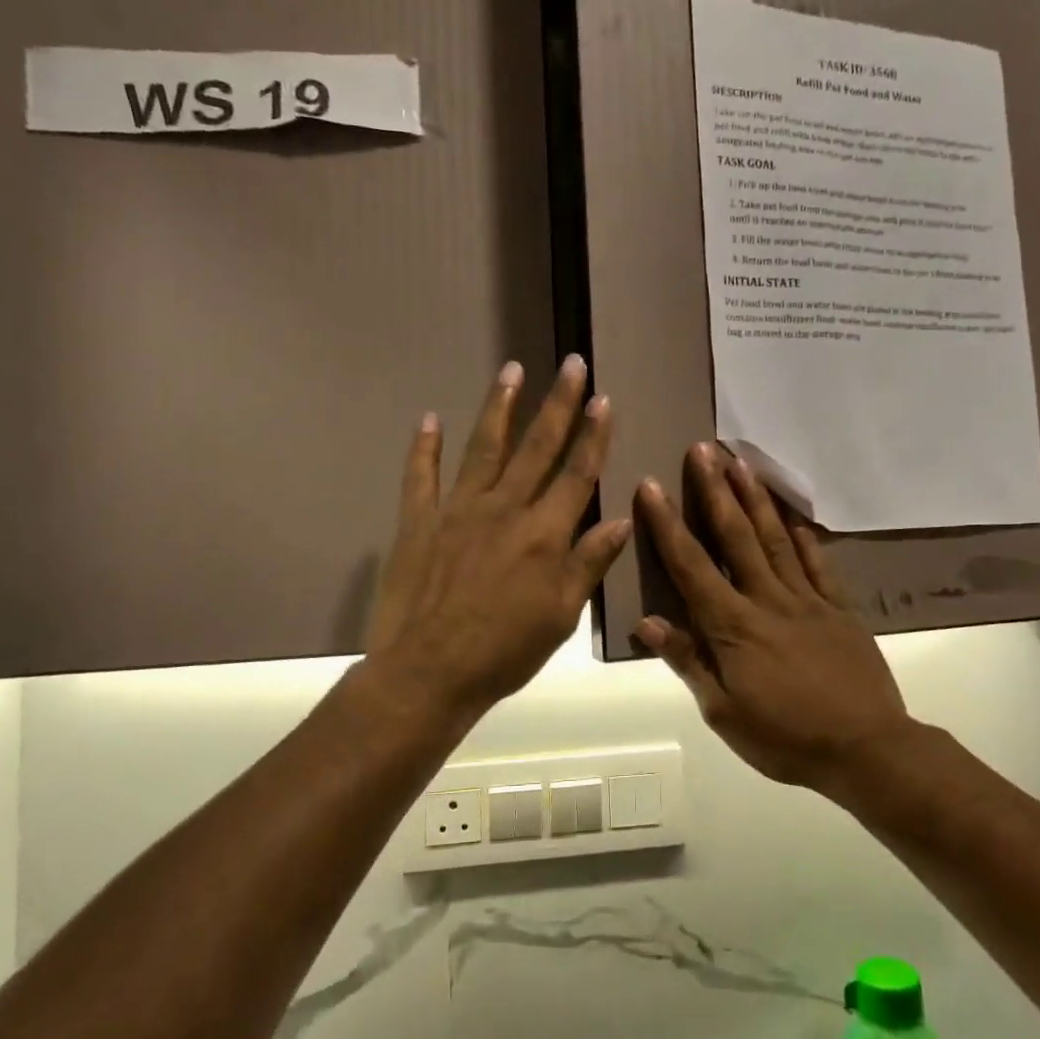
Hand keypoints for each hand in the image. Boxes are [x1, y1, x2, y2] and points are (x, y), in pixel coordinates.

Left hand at [367, 357, 631, 719]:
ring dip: (499, 406)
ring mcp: (457, 511)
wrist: (428, 673)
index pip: (577, 473)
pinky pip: (420, 476)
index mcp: (544, 534)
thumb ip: (589, 563)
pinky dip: (424, 447)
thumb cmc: (504, 652)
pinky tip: (429, 418)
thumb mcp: (561, 616)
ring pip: (484, 448)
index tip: (604, 400)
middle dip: (558, 403)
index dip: (593, 435)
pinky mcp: (418, 522)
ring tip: (511, 369)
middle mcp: (504, 509)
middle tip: (571, 364)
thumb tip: (621, 519)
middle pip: (537, 447)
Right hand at [633, 444, 912, 792]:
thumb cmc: (785, 738)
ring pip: (776, 538)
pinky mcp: (840, 608)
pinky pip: (818, 563)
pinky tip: (793, 515)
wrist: (866, 750)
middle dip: (715, 490)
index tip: (651, 485)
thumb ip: (688, 662)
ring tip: (741, 462)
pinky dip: (804, 536)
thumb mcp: (724, 713)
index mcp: (733, 626)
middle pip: (736, 536)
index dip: (668, 524)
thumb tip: (647, 622)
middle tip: (702, 449)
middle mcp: (768, 599)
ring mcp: (808, 599)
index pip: (692, 566)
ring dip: (756, 498)